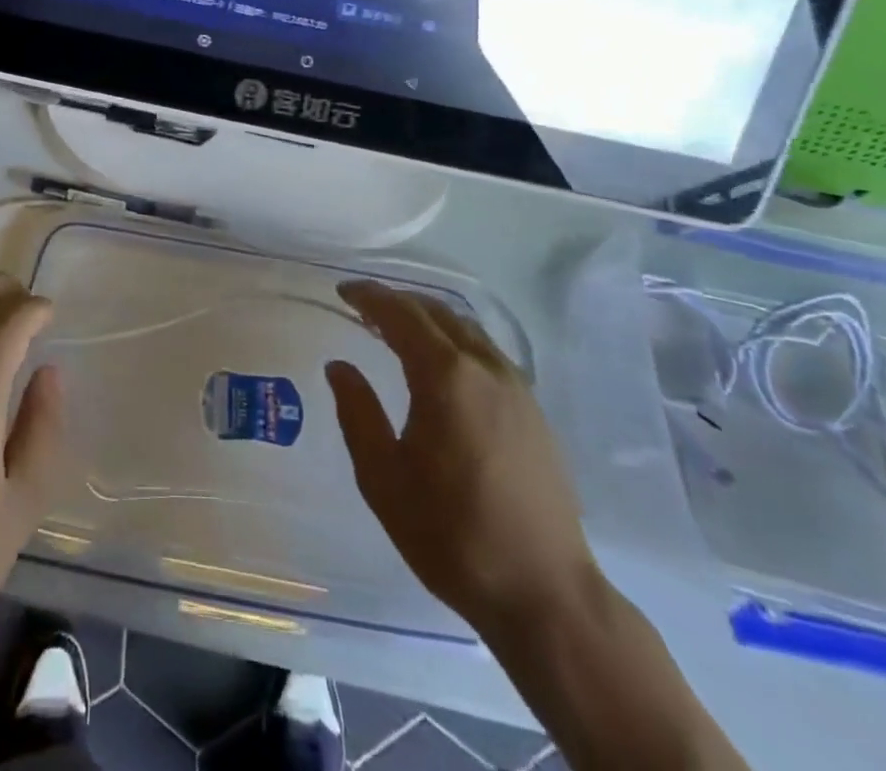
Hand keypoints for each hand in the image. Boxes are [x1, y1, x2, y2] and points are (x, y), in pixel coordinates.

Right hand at [325, 280, 593, 635]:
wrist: (545, 594)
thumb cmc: (452, 535)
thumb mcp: (383, 478)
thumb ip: (357, 413)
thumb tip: (340, 366)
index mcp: (446, 376)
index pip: (401, 314)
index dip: (369, 296)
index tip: (343, 291)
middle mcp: (485, 368)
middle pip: (437, 312)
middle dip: (397, 302)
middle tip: (364, 308)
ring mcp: (517, 387)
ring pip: (466, 329)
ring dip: (428, 319)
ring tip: (397, 331)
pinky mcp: (534, 411)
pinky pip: (486, 352)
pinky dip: (454, 340)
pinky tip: (441, 366)